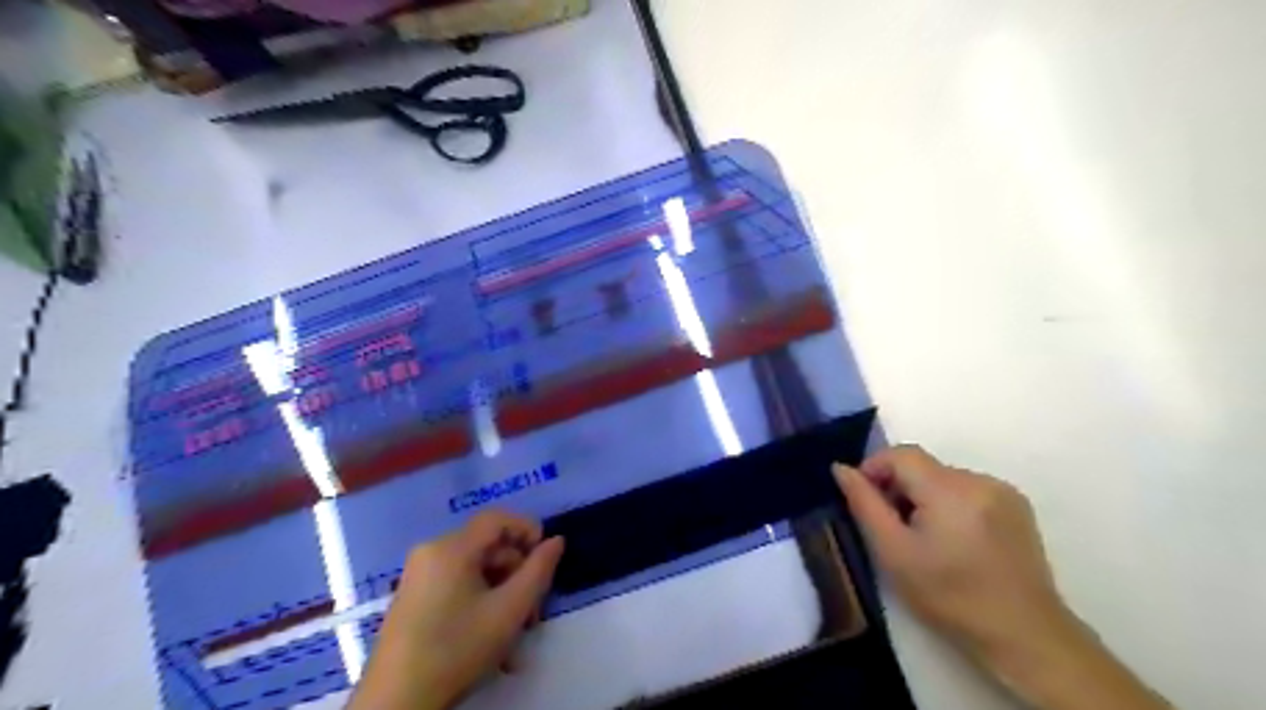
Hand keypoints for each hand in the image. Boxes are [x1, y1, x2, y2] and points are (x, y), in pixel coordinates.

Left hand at [345, 511, 561, 709]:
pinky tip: (491, 638)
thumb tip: (556, 541)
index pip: (497, 519)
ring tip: (516, 634)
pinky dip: (480, 603)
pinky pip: (457, 586)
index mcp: (450, 548)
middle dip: (517, 575)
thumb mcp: (509, 610)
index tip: (546, 558)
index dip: (527, 529)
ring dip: (502, 595)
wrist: (396, 703)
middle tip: (533, 611)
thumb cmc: (457, 649)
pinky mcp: (413, 598)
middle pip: (487, 547)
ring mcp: (418, 576)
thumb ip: (538, 571)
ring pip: (475, 570)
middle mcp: (431, 552)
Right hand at [838, 446, 1170, 707]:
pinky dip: (949, 504)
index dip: (875, 468)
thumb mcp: (894, 553)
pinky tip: (953, 540)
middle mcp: (980, 480)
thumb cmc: (949, 597)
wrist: (1024, 636)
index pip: (901, 454)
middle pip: (923, 467)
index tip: (865, 500)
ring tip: (923, 538)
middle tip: (891, 527)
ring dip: (924, 497)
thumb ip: (864, 504)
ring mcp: (1003, 491)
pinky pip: (968, 490)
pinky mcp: (1017, 506)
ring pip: (943, 478)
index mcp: (950, 490)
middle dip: (899, 488)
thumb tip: (841, 468)